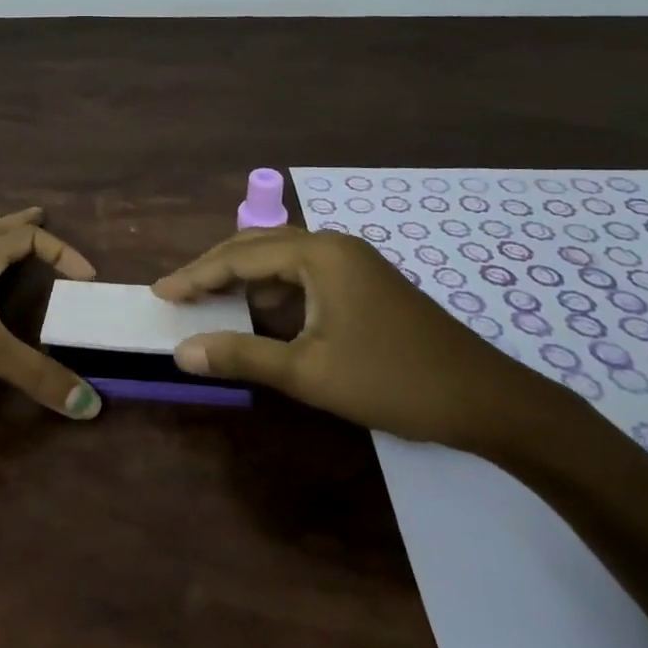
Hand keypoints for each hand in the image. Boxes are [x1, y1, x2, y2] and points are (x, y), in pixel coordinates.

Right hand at [152, 227, 556, 451]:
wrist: (488, 401)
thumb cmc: (393, 380)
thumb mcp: (309, 372)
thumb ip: (241, 356)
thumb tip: (182, 352)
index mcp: (318, 253)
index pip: (239, 256)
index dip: (195, 275)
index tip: (160, 293)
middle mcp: (333, 245)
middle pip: (257, 247)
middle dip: (215, 271)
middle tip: (179, 296)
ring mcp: (353, 262)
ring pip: (280, 262)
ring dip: (245, 284)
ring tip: (211, 309)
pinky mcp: (364, 284)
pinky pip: (304, 277)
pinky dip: (275, 295)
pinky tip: (263, 321)